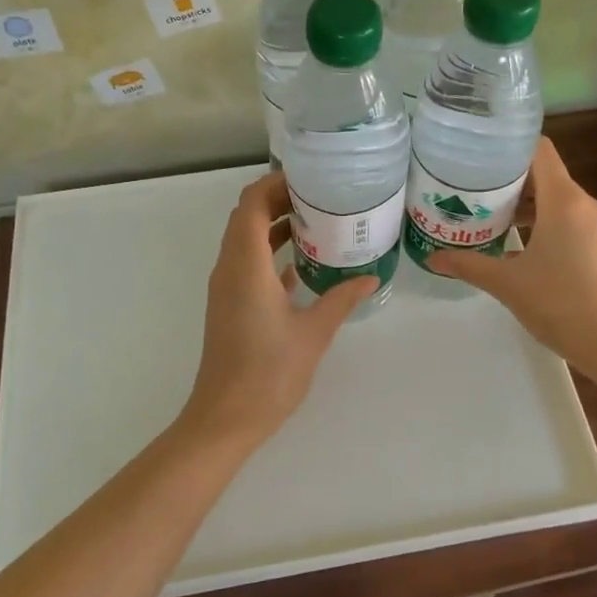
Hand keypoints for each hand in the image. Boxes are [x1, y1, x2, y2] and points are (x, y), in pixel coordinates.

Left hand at [180, 171, 377, 451]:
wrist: (226, 418)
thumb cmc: (269, 373)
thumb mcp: (314, 332)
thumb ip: (341, 298)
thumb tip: (371, 276)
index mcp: (246, 265)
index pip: (252, 203)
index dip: (277, 183)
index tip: (311, 177)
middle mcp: (230, 267)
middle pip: (247, 215)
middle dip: (280, 198)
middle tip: (322, 196)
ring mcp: (227, 286)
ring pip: (247, 239)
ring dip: (276, 225)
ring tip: (319, 221)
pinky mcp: (231, 304)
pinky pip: (248, 262)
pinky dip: (271, 252)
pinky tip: (305, 262)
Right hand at [432, 138, 596, 375]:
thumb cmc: (562, 304)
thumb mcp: (507, 284)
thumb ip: (468, 265)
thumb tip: (432, 258)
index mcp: (564, 201)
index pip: (538, 150)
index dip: (508, 146)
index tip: (477, 154)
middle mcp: (586, 205)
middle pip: (545, 174)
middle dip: (508, 180)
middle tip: (471, 190)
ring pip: (558, 200)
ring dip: (525, 205)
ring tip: (489, 219)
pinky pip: (570, 221)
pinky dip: (544, 224)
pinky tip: (521, 247)